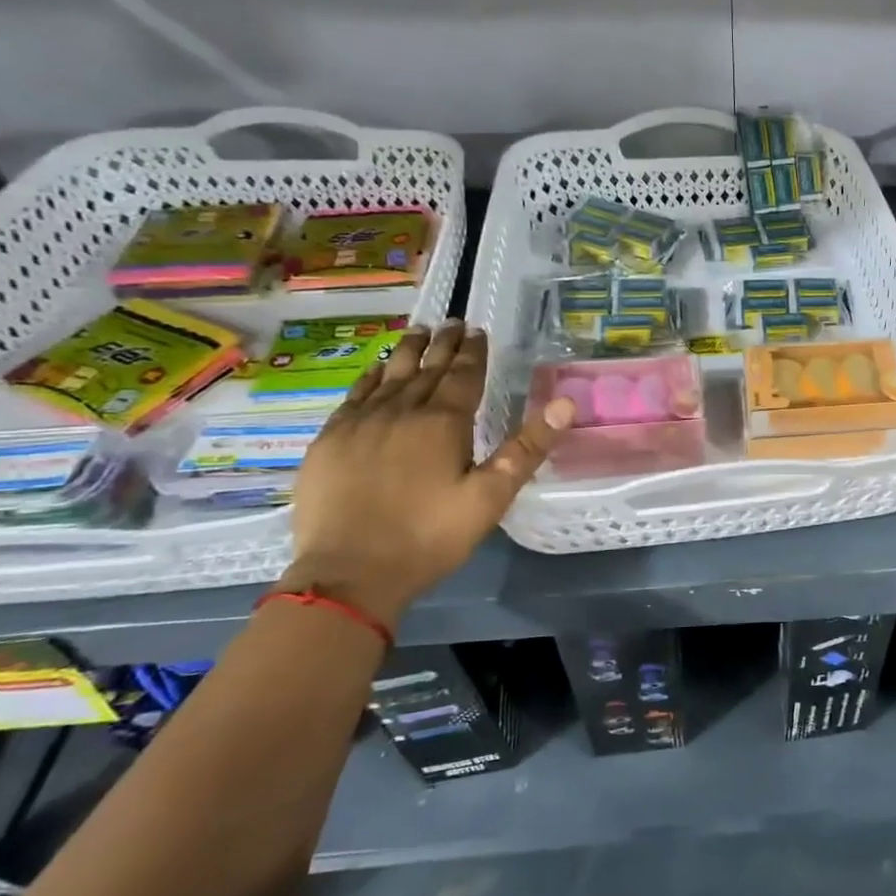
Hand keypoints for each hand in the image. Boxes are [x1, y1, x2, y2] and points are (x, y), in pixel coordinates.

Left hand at [281, 321, 572, 628]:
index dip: (472, 352)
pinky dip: (369, 377)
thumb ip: (528, 447)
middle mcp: (401, 412)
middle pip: (426, 369)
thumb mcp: (492, 497)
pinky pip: (353, 396)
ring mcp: (360, 424)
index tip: (478, 330)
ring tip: (418, 331)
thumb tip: (565, 403)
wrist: (350, 574)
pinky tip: (375, 370)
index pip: (463, 376)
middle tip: (452, 321)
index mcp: (443, 423)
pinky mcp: (330, 441)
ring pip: (389, 376)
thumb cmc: (430, 537)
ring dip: (407, 352)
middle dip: (443, 344)